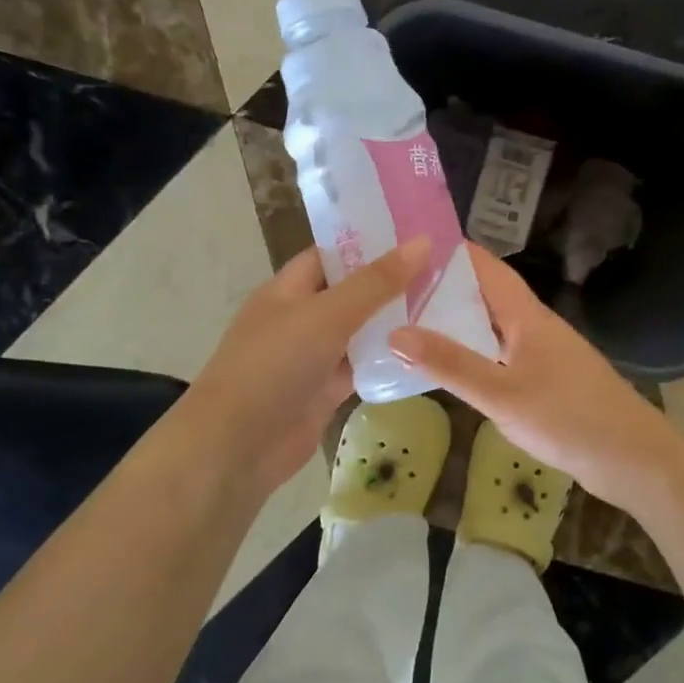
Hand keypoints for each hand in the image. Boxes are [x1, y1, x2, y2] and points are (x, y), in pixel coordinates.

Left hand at [176, 240, 429, 501]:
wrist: (237, 447)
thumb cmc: (275, 365)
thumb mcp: (327, 314)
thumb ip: (376, 282)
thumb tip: (422, 242)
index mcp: (288, 289)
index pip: (331, 254)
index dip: (369, 243)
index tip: (416, 236)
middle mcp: (300, 318)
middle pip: (351, 293)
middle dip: (391, 283)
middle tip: (444, 270)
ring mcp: (312, 357)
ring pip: (360, 332)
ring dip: (393, 323)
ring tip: (446, 305)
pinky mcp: (325, 392)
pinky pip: (361, 368)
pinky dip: (387, 361)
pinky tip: (426, 352)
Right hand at [388, 244, 683, 517]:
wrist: (632, 459)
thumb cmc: (568, 418)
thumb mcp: (501, 393)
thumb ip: (450, 365)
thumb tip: (396, 332)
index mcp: (526, 314)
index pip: (484, 265)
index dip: (448, 251)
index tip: (405, 245)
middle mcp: (534, 325)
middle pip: (484, 294)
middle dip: (442, 288)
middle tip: (392, 290)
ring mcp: (542, 353)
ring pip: (491, 326)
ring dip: (455, 322)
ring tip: (406, 322)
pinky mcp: (545, 379)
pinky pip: (500, 354)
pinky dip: (472, 353)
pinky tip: (448, 368)